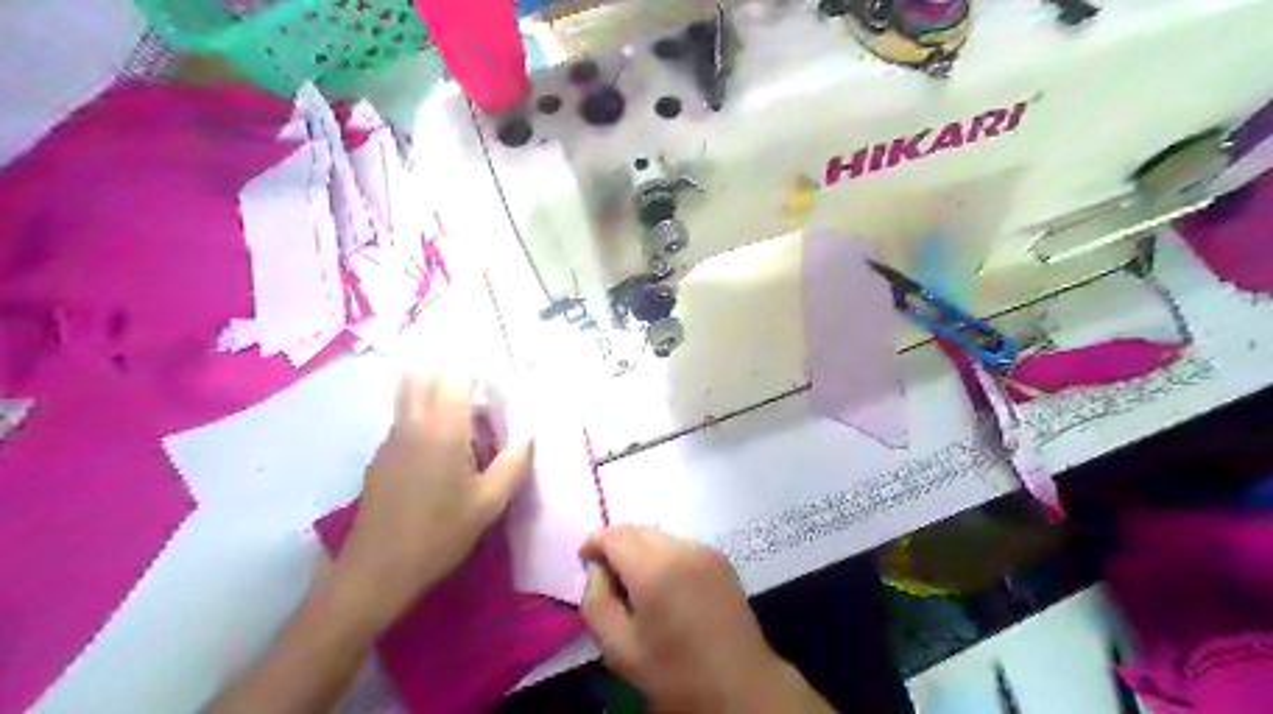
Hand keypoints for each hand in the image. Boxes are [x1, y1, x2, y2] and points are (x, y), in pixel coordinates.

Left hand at [329, 372, 530, 632]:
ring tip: (460, 406)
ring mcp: (391, 439)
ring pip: (408, 395)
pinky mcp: (381, 457)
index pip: (454, 379)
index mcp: (442, 430)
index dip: (472, 369)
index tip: (491, 373)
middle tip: (473, 381)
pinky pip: (403, 418)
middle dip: (446, 369)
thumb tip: (529, 436)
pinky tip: (440, 443)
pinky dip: (422, 412)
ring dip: (432, 388)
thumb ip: (513, 465)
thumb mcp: (489, 504)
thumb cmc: (440, 534)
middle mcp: (412, 425)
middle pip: (422, 377)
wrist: (378, 569)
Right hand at [582, 523, 830, 713]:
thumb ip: (596, 602)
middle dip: (616, 546)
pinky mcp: (720, 558)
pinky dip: (664, 556)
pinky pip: (680, 545)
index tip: (584, 562)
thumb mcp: (619, 650)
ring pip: (659, 536)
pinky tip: (667, 588)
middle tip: (610, 581)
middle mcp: (681, 548)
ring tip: (639, 588)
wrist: (741, 686)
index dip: (593, 543)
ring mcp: (705, 550)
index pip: (614, 534)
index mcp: (654, 570)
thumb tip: (597, 570)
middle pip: (637, 530)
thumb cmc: (676, 673)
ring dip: (641, 551)